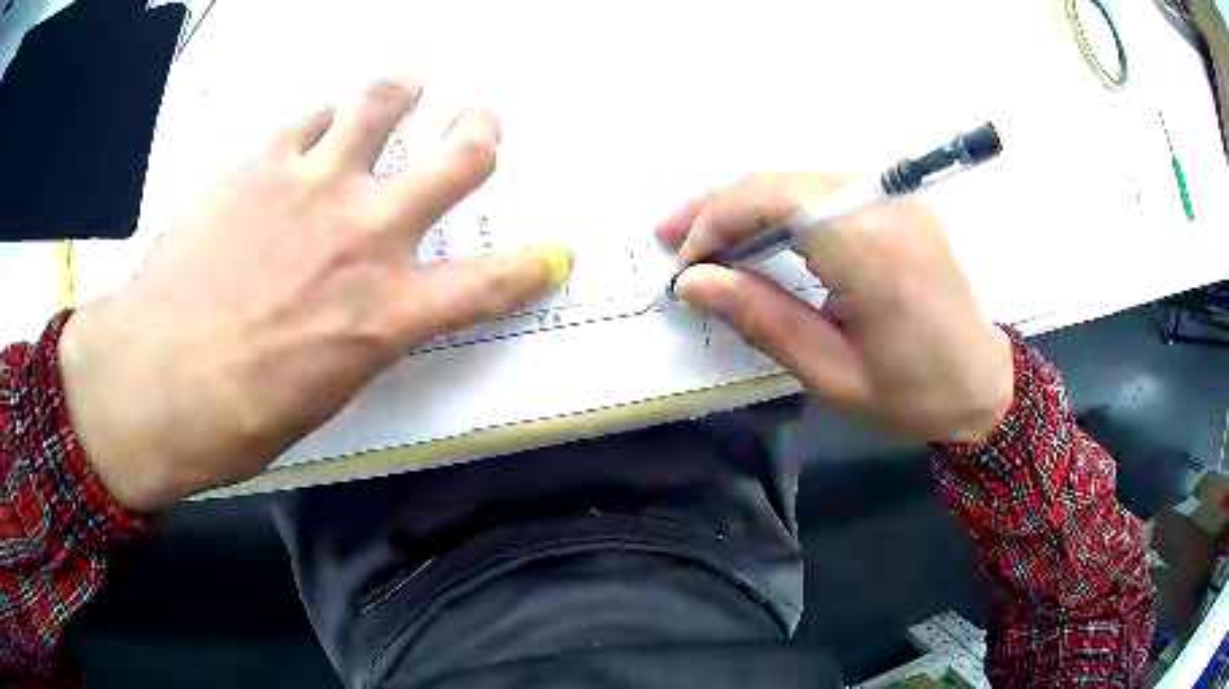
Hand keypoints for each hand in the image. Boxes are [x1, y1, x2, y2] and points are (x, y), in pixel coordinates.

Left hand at [59, 75, 571, 511]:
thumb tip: (366, 309)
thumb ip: (359, 337)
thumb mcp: (321, 395)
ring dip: (402, 92)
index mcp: (386, 316)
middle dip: (480, 133)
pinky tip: (313, 127)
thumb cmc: (236, 416)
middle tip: (482, 120)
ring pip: (384, 103)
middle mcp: (365, 236)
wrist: (154, 381)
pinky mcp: (261, 162)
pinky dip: (321, 116)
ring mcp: (314, 185)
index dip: (530, 268)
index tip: (552, 255)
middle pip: (459, 159)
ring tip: (402, 89)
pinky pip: (309, 115)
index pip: (488, 286)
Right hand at [656, 172, 1012, 443]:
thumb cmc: (913, 392)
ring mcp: (895, 195)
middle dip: (720, 205)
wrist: (981, 381)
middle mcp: (884, 203)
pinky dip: (782, 204)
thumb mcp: (831, 373)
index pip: (773, 199)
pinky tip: (760, 230)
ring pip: (798, 177)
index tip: (687, 264)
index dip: (717, 221)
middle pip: (780, 179)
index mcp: (871, 249)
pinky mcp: (898, 199)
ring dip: (747, 202)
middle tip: (675, 237)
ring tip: (707, 236)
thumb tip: (694, 281)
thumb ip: (762, 319)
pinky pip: (824, 187)